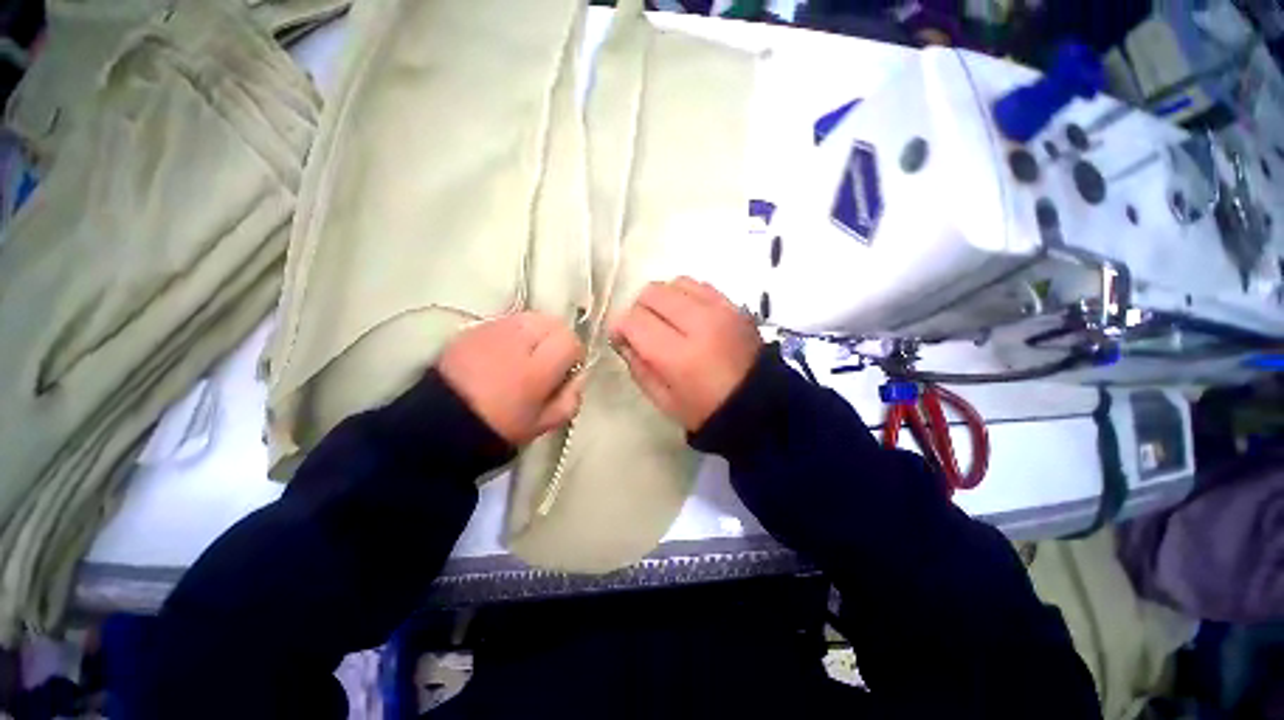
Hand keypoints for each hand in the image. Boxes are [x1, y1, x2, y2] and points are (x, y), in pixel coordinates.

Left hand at [438, 313, 585, 444]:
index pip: (570, 341)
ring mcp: (494, 331)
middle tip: (548, 360)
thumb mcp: (543, 424)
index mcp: (537, 369)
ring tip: (528, 353)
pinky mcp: (475, 328)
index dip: (573, 355)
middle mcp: (518, 341)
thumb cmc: (498, 427)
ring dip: (538, 332)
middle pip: (553, 323)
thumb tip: (578, 377)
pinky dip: (515, 330)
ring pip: (531, 317)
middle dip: (557, 339)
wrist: (442, 422)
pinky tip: (506, 351)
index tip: (565, 370)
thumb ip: (570, 399)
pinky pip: (508, 320)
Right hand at [609, 277, 761, 431]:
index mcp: (679, 355)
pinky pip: (699, 285)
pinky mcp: (735, 305)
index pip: (634, 320)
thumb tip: (622, 337)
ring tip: (667, 321)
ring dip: (662, 300)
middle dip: (639, 310)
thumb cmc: (706, 411)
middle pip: (652, 293)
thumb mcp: (663, 399)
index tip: (622, 339)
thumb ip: (637, 364)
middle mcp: (700, 323)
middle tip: (644, 330)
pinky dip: (685, 295)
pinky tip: (688, 315)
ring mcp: (721, 310)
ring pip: (674, 283)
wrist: (760, 406)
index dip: (620, 327)